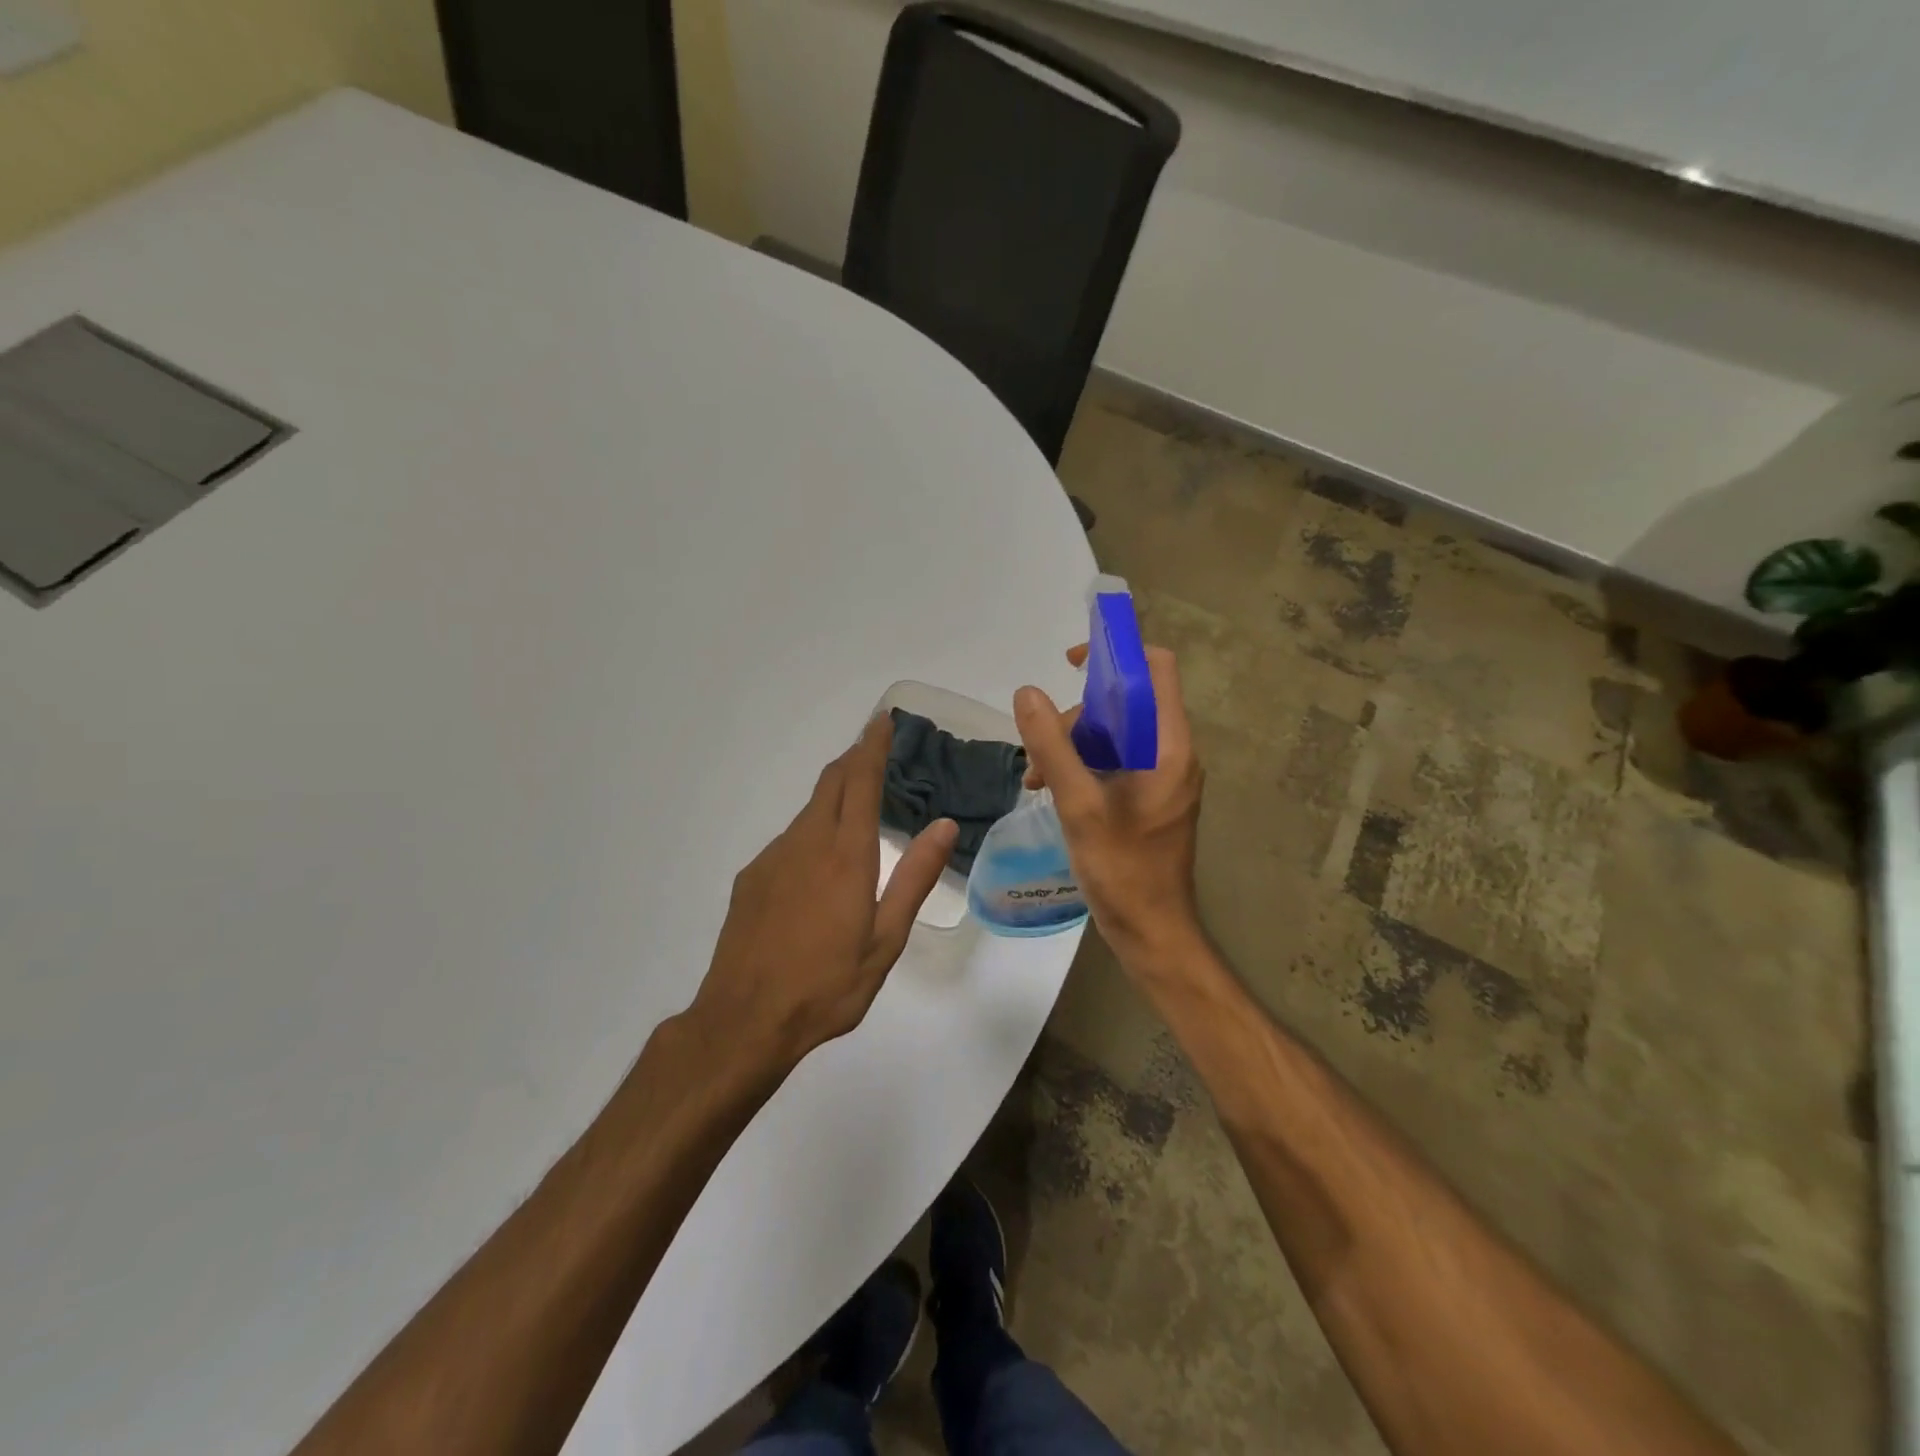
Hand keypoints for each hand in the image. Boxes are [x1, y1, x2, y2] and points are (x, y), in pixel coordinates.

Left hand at [685, 715, 956, 1074]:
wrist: (744, 1020)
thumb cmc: (827, 984)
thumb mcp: (886, 939)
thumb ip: (914, 878)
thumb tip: (944, 825)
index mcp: (845, 854)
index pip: (860, 780)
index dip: (872, 745)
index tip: (882, 720)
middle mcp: (806, 843)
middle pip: (830, 783)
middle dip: (853, 759)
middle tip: (876, 751)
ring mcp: (773, 858)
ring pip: (808, 811)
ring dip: (834, 797)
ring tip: (856, 810)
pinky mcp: (752, 878)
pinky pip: (789, 840)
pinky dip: (812, 832)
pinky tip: (819, 868)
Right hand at [1013, 644, 1205, 969]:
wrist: (1151, 932)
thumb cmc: (1123, 869)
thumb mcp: (1079, 805)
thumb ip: (1052, 747)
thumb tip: (1026, 693)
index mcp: (1169, 746)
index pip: (1156, 669)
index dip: (1117, 653)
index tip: (1071, 664)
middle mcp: (1171, 753)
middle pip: (1125, 702)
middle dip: (1077, 715)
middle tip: (1042, 749)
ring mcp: (1160, 777)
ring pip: (1113, 734)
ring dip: (1071, 744)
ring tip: (1035, 777)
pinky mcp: (1147, 798)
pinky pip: (1113, 762)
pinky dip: (1081, 766)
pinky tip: (1049, 788)